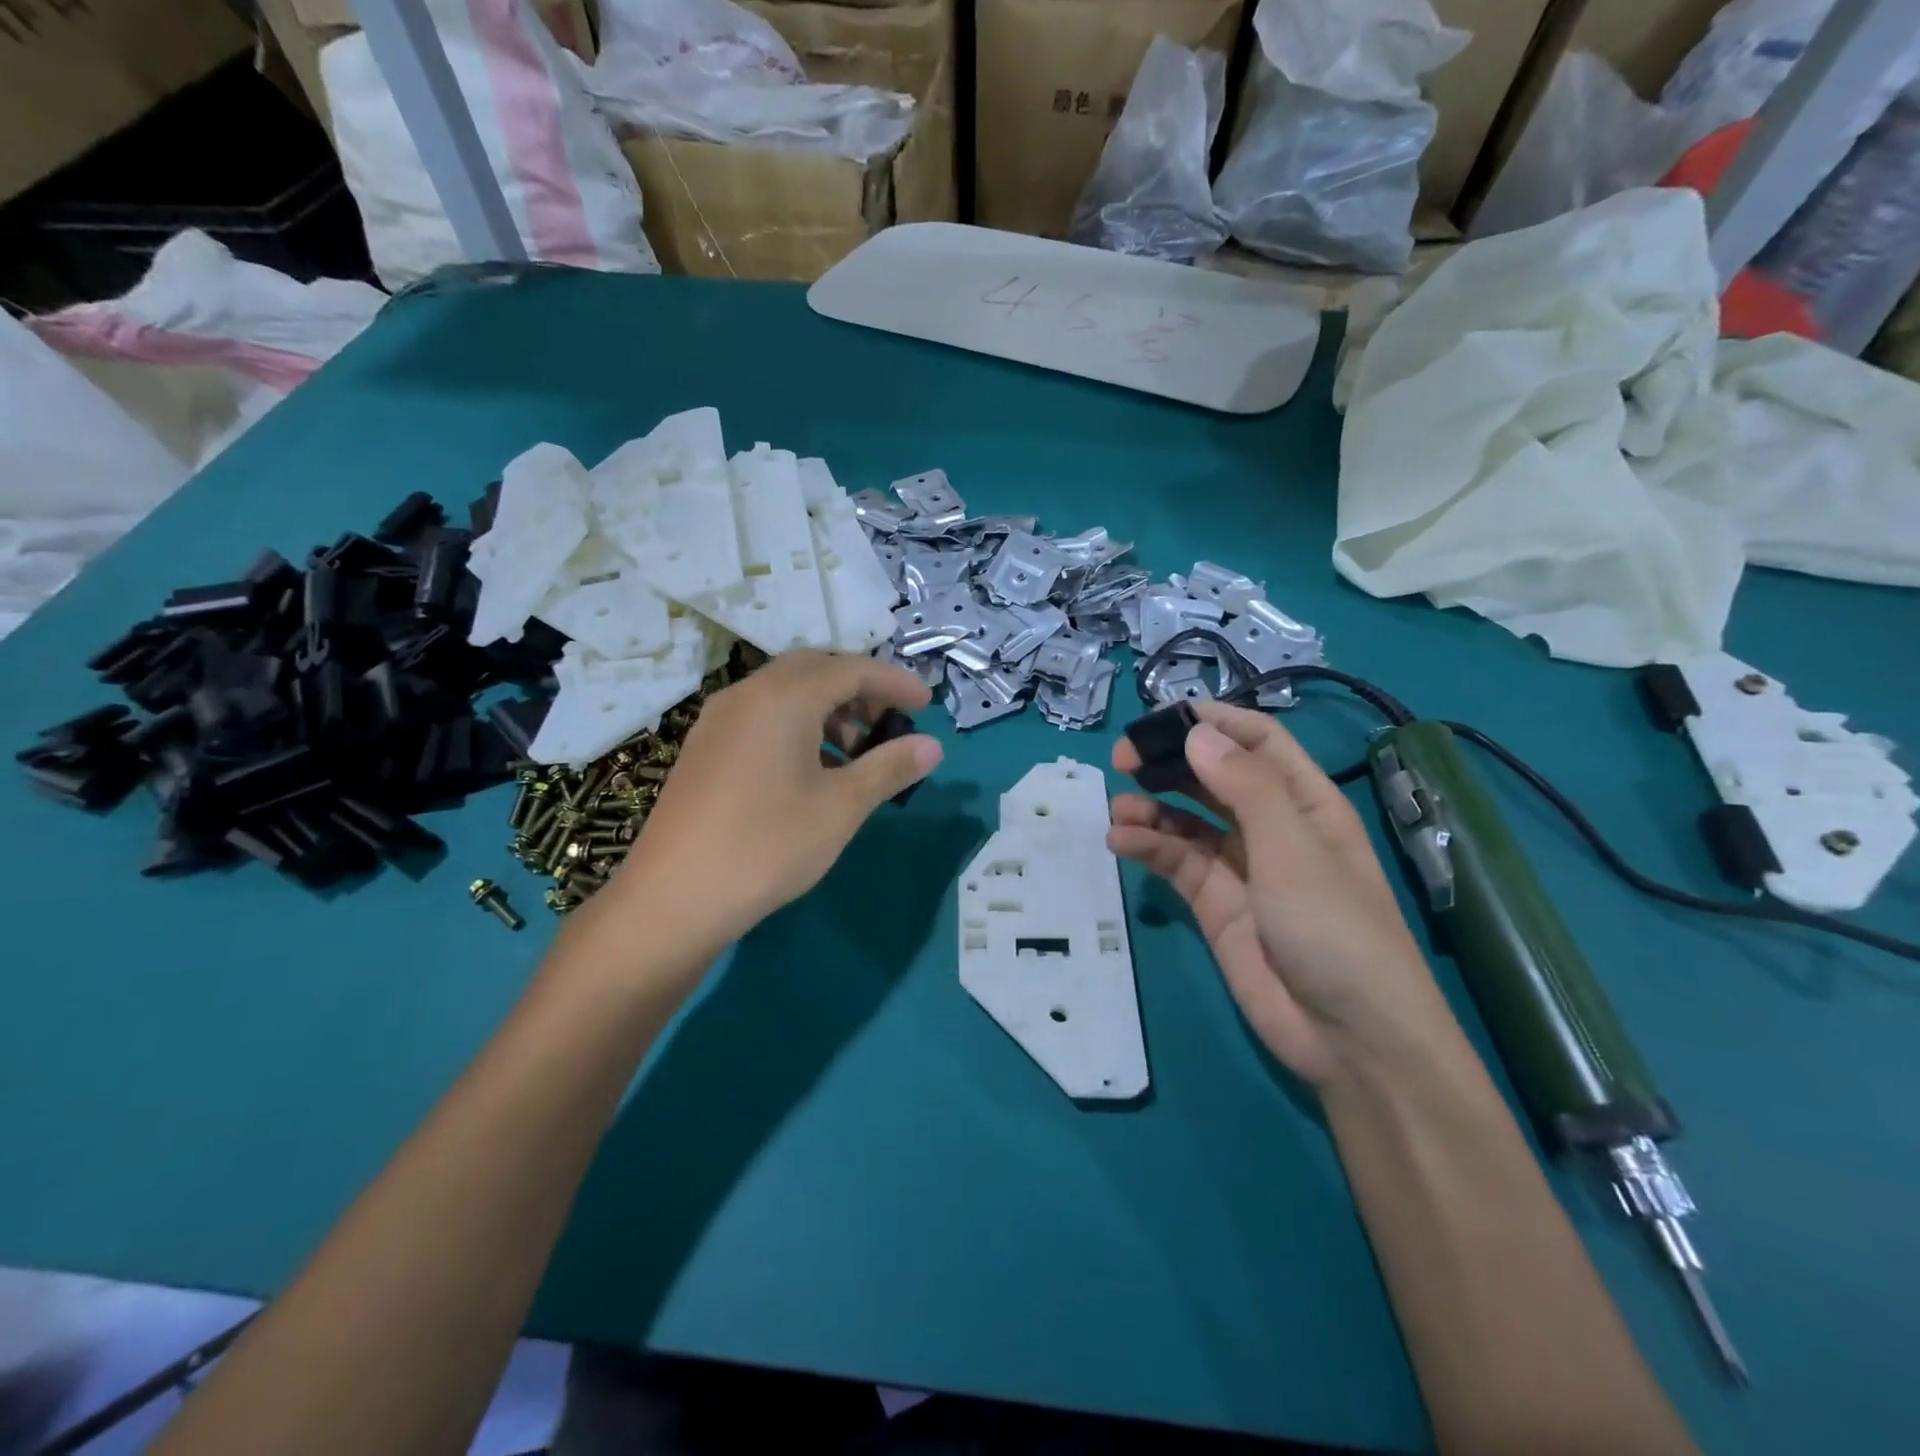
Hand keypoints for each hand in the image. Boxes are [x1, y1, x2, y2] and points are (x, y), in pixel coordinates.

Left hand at [606, 650, 942, 946]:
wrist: (674, 898)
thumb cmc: (768, 845)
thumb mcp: (841, 807)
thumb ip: (889, 768)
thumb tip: (933, 746)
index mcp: (783, 697)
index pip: (851, 668)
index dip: (894, 682)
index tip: (927, 704)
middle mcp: (747, 694)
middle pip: (815, 670)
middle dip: (859, 689)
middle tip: (890, 722)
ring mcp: (719, 719)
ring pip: (785, 693)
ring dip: (828, 709)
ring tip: (857, 753)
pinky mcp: (705, 747)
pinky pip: (762, 716)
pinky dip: (798, 726)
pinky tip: (813, 770)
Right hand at [1109, 702, 1456, 1086]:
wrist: (1349, 1038)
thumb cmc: (1335, 929)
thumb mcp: (1293, 850)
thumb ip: (1244, 787)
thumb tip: (1196, 733)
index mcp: (1305, 802)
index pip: (1258, 742)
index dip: (1214, 722)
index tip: (1162, 718)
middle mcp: (1271, 827)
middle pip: (1214, 776)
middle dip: (1171, 763)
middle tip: (1123, 760)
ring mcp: (1241, 867)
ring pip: (1187, 820)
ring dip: (1152, 809)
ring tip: (1118, 811)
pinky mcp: (1215, 904)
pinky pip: (1176, 862)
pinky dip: (1148, 847)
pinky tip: (1122, 843)